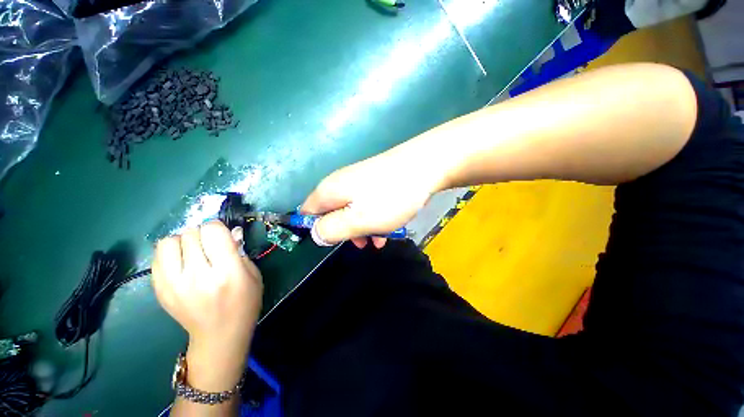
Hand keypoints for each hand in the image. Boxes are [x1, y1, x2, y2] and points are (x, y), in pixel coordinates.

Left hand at [152, 220, 261, 389]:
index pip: (213, 231)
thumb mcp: (253, 275)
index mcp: (227, 272)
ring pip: (169, 241)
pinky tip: (181, 263)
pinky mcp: (160, 290)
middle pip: (191, 233)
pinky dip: (170, 253)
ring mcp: (174, 284)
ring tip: (193, 253)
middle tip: (210, 247)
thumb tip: (230, 231)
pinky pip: (157, 257)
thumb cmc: (244, 303)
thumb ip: (240, 251)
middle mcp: (197, 276)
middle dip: (203, 235)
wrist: (219, 335)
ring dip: (183, 242)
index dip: (218, 228)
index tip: (222, 236)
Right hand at [301, 150, 441, 247]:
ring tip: (381, 239)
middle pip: (332, 212)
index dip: (316, 229)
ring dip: (363, 227)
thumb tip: (315, 233)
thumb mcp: (359, 220)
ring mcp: (359, 180)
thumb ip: (332, 229)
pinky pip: (367, 203)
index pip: (307, 212)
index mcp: (329, 190)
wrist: (426, 165)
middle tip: (363, 243)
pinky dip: (375, 217)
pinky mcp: (375, 180)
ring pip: (353, 210)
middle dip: (345, 231)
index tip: (335, 241)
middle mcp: (340, 182)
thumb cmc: (390, 197)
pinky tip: (390, 228)